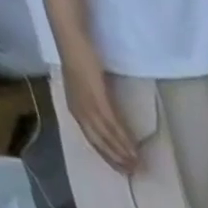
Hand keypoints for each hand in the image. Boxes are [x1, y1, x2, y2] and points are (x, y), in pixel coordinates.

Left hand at [60, 49, 138, 172]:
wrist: (71, 36)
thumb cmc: (78, 56)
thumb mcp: (85, 84)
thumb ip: (94, 100)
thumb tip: (108, 117)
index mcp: (76, 109)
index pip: (92, 140)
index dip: (107, 156)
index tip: (121, 169)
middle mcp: (80, 111)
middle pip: (100, 143)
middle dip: (116, 159)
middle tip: (132, 171)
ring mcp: (88, 105)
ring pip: (107, 137)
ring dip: (122, 153)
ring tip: (136, 164)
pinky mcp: (97, 99)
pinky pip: (112, 126)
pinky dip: (123, 140)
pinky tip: (133, 149)